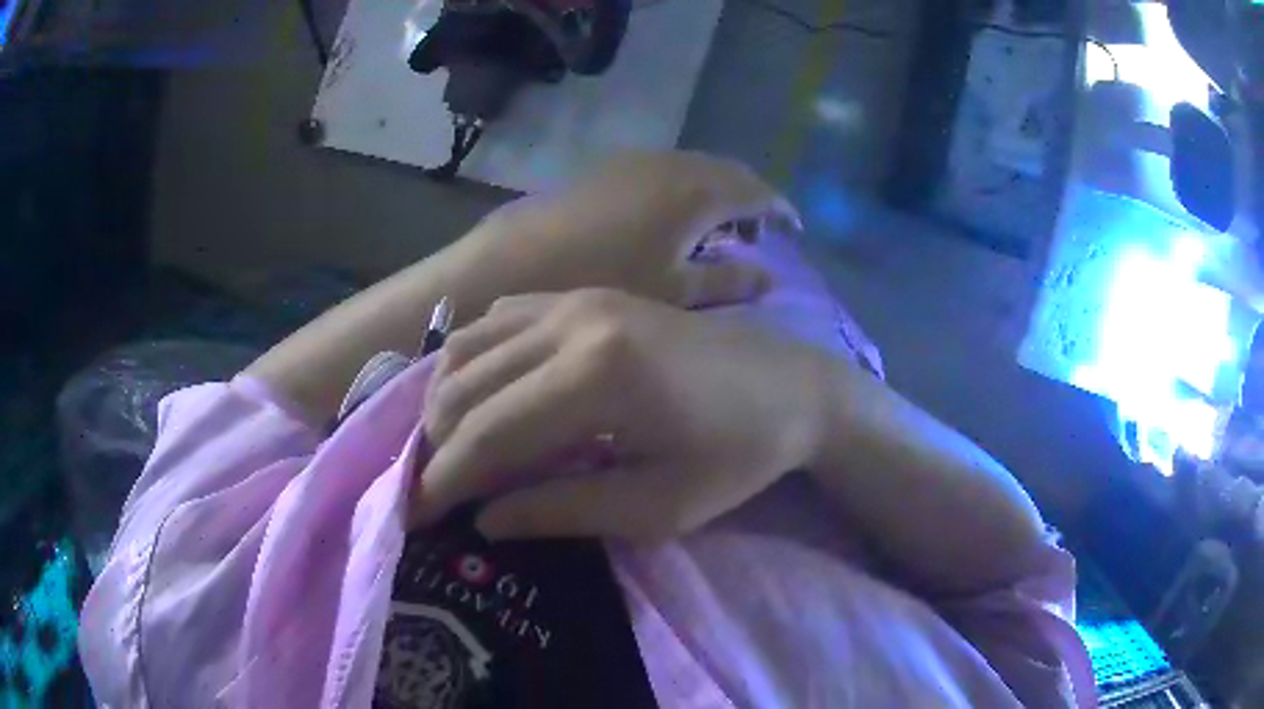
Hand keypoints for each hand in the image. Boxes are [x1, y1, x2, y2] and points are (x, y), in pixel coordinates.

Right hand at [413, 289, 830, 540]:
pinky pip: (502, 319)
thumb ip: (562, 510)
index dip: (444, 480)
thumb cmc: (738, 455)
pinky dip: (473, 358)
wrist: (795, 386)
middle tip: (426, 489)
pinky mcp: (587, 293)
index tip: (415, 515)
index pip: (488, 435)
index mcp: (596, 376)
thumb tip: (486, 520)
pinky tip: (478, 392)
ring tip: (446, 449)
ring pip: (472, 345)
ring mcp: (578, 298)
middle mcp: (573, 321)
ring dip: (447, 399)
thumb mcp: (657, 507)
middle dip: (435, 444)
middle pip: (468, 387)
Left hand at [461, 151, 799, 308]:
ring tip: (715, 231)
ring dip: (712, 193)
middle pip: (725, 173)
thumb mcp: (675, 291)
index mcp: (697, 190)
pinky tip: (668, 223)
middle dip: (747, 199)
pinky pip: (662, 173)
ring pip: (691, 170)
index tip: (793, 231)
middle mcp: (671, 164)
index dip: (779, 209)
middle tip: (756, 233)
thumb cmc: (604, 282)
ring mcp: (634, 162)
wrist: (513, 262)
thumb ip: (728, 279)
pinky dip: (680, 192)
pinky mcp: (604, 170)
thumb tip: (770, 277)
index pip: (756, 190)